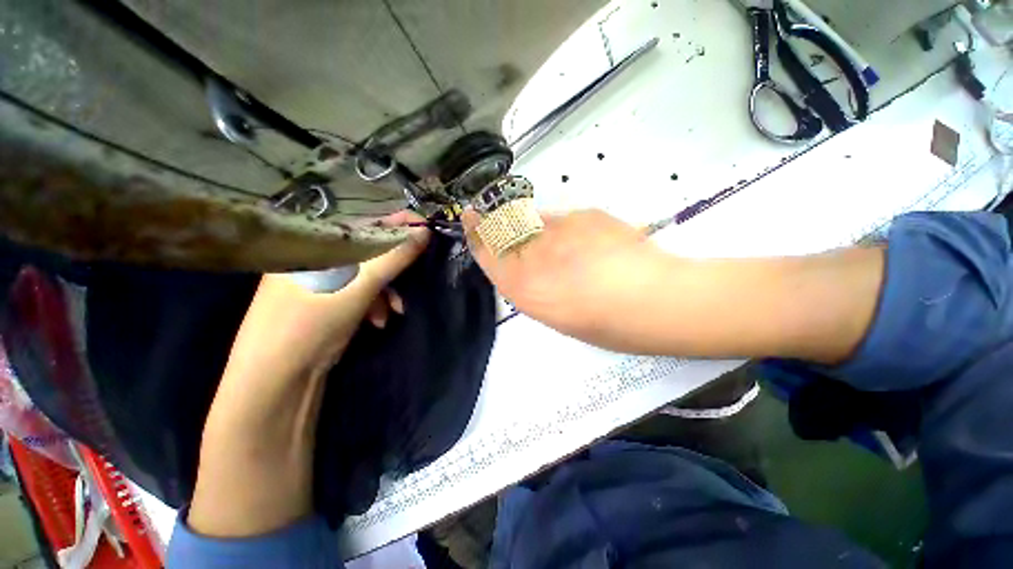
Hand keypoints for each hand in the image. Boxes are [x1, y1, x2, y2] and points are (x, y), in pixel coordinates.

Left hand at [226, 211, 430, 384]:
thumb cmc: (313, 323)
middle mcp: (318, 257)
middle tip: (416, 272)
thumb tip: (425, 231)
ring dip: (387, 290)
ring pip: (367, 273)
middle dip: (395, 266)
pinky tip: (379, 320)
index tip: (425, 229)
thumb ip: (394, 258)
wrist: (280, 377)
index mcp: (316, 244)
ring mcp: (322, 279)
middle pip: (368, 250)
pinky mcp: (328, 299)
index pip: (364, 223)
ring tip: (396, 310)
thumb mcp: (360, 287)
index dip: (397, 224)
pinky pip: (359, 291)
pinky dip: (374, 303)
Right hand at [463, 208, 668, 349]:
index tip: (471, 217)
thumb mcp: (558, 316)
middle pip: (506, 229)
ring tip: (567, 250)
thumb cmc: (608, 325)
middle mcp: (533, 255)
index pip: (488, 253)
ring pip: (534, 221)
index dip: (477, 233)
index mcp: (524, 288)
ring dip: (539, 229)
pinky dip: (569, 229)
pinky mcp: (584, 214)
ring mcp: (559, 230)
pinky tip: (591, 245)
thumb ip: (535, 286)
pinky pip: (565, 219)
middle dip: (501, 224)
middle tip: (513, 228)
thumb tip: (530, 264)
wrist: (657, 300)